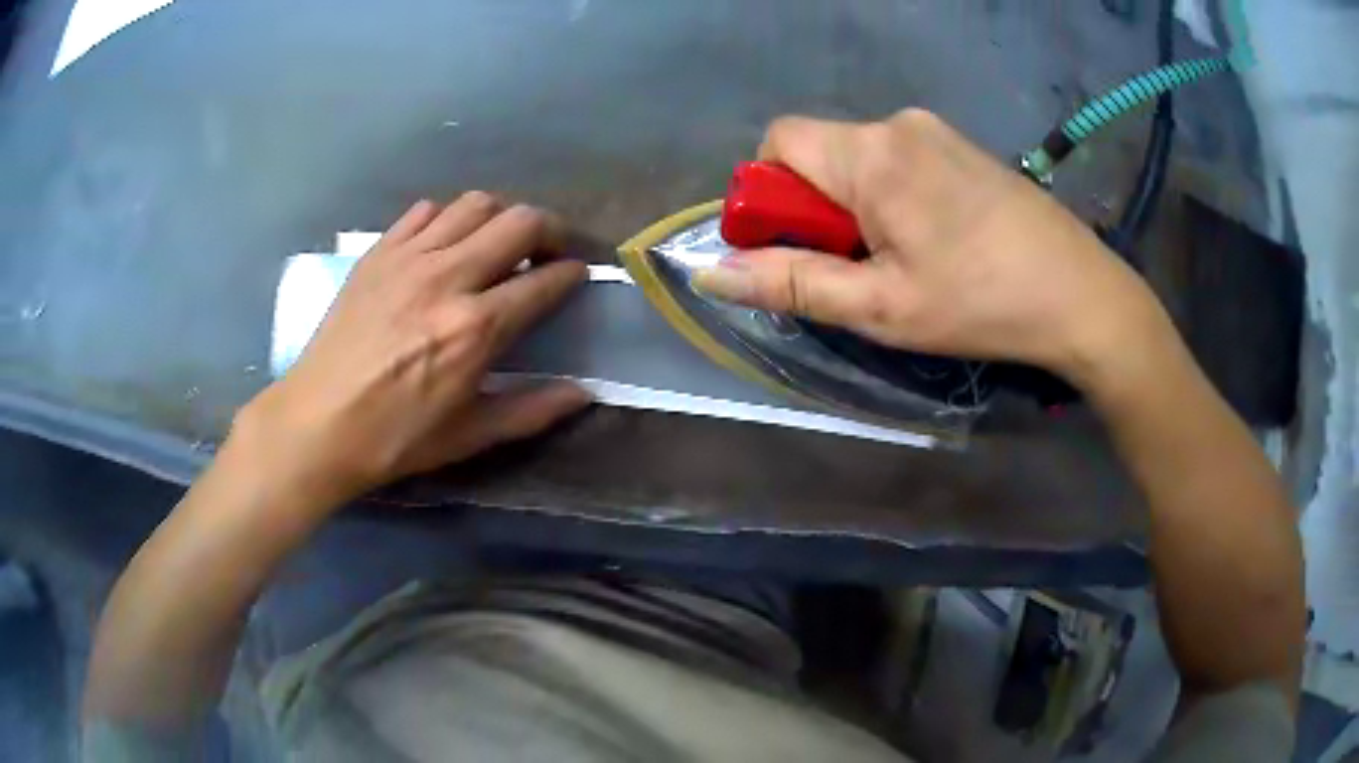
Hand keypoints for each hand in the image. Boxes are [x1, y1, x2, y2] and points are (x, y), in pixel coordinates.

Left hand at [235, 193, 590, 503]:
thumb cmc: (394, 438)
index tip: (578, 276)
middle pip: (519, 222)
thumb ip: (531, 411)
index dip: (572, 274)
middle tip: (548, 252)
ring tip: (499, 244)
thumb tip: (585, 393)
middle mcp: (447, 278)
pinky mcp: (378, 252)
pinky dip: (448, 218)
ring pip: (475, 204)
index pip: (545, 281)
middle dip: (550, 230)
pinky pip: (426, 211)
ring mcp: (409, 258)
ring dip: (500, 218)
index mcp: (475, 329)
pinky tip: (445, 245)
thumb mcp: (468, 436)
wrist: (317, 424)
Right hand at [693, 109, 1167, 386]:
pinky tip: (935, 241)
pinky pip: (900, 161)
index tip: (800, 246)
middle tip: (859, 266)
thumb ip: (790, 282)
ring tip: (904, 260)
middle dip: (817, 206)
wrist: (1082, 297)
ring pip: (860, 159)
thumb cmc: (980, 304)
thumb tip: (709, 271)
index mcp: (872, 152)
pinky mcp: (963, 147)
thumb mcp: (879, 307)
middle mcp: (899, 123)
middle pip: (820, 150)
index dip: (769, 193)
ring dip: (856, 206)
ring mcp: (937, 131)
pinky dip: (892, 197)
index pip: (778, 140)